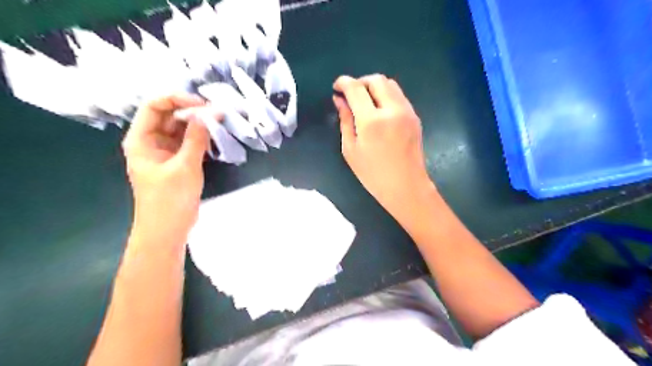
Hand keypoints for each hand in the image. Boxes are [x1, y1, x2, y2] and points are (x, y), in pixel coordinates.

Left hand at [122, 93, 211, 246]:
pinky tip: (216, 135)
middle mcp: (150, 141)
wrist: (168, 230)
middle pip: (169, 115)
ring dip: (198, 123)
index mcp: (141, 139)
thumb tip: (209, 114)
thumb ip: (196, 139)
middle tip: (217, 112)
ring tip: (220, 121)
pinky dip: (201, 137)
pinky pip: (188, 142)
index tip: (203, 105)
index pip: (154, 106)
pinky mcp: (177, 161)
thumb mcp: (185, 167)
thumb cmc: (170, 200)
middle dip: (192, 110)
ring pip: (180, 128)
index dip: (177, 99)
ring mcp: (164, 151)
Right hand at [333, 75, 434, 220]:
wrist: (406, 186)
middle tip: (351, 94)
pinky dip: (386, 95)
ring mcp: (407, 112)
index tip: (336, 87)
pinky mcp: (415, 117)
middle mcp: (392, 110)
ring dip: (374, 87)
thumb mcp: (350, 149)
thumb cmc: (373, 174)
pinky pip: (399, 96)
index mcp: (372, 121)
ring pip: (390, 84)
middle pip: (376, 80)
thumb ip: (345, 121)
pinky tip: (379, 110)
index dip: (343, 82)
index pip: (356, 88)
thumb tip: (339, 100)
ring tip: (364, 101)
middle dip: (360, 82)